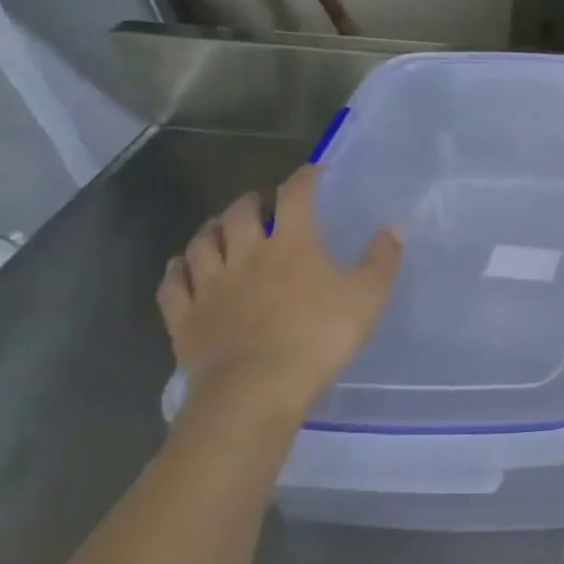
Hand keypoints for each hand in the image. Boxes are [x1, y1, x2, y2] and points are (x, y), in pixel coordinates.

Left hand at [157, 165, 401, 418]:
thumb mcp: (368, 297)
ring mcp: (209, 286)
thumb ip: (382, 260)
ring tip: (221, 227)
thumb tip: (392, 230)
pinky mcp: (184, 318)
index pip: (296, 196)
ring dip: (211, 229)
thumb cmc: (318, 337)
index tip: (314, 172)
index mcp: (292, 244)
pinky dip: (176, 270)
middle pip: (239, 213)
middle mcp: (245, 254)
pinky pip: (172, 285)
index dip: (304, 178)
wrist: (255, 390)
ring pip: (201, 243)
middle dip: (252, 201)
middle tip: (264, 202)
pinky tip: (181, 266)